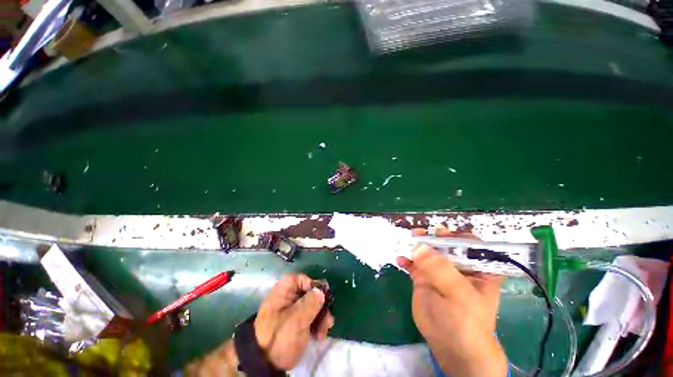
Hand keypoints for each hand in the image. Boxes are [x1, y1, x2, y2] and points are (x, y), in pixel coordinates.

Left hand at [254, 274, 334, 369]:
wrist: (265, 366)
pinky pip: (310, 317)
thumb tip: (321, 291)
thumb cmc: (278, 338)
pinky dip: (317, 325)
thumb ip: (310, 304)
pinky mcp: (296, 324)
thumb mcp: (295, 321)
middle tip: (327, 318)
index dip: (312, 285)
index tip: (321, 297)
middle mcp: (288, 299)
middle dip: (320, 306)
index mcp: (283, 292)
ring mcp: (292, 312)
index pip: (299, 279)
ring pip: (312, 306)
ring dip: (321, 317)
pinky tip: (320, 336)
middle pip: (309, 293)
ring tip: (324, 331)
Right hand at [396, 229, 507, 376]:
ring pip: (427, 252)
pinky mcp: (423, 279)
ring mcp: (438, 272)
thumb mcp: (459, 295)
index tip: (442, 234)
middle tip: (419, 234)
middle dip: (432, 238)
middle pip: (444, 245)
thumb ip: (441, 270)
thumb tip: (419, 247)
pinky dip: (406, 259)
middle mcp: (458, 267)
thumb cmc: (465, 322)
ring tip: (407, 241)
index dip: (457, 236)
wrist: (450, 348)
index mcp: (477, 269)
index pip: (471, 245)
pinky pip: (413, 264)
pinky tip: (400, 260)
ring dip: (416, 245)